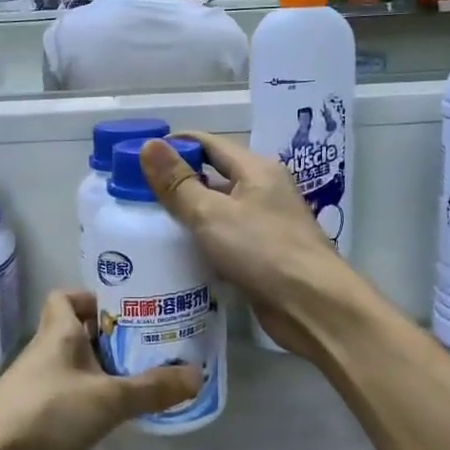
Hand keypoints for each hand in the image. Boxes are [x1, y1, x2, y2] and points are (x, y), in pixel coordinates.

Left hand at [0, 290, 200, 449]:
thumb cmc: (49, 411)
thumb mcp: (110, 398)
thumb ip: (153, 388)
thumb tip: (197, 376)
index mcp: (58, 332)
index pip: (65, 297)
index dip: (91, 298)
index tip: (121, 311)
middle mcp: (43, 351)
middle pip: (74, 331)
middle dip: (107, 337)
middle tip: (143, 347)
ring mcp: (33, 382)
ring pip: (70, 364)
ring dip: (98, 369)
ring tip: (134, 381)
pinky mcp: (30, 411)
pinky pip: (63, 392)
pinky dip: (84, 396)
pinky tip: (106, 414)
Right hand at [140, 132, 358, 358]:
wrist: (312, 305)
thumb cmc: (262, 251)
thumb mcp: (212, 213)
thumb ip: (178, 183)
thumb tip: (147, 145)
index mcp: (257, 170)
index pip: (210, 144)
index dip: (176, 144)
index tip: (140, 155)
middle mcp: (265, 191)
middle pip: (215, 177)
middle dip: (179, 182)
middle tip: (137, 193)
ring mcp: (267, 225)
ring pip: (220, 211)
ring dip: (190, 215)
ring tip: (149, 224)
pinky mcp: (264, 257)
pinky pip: (227, 240)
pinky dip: (204, 243)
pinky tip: (178, 256)